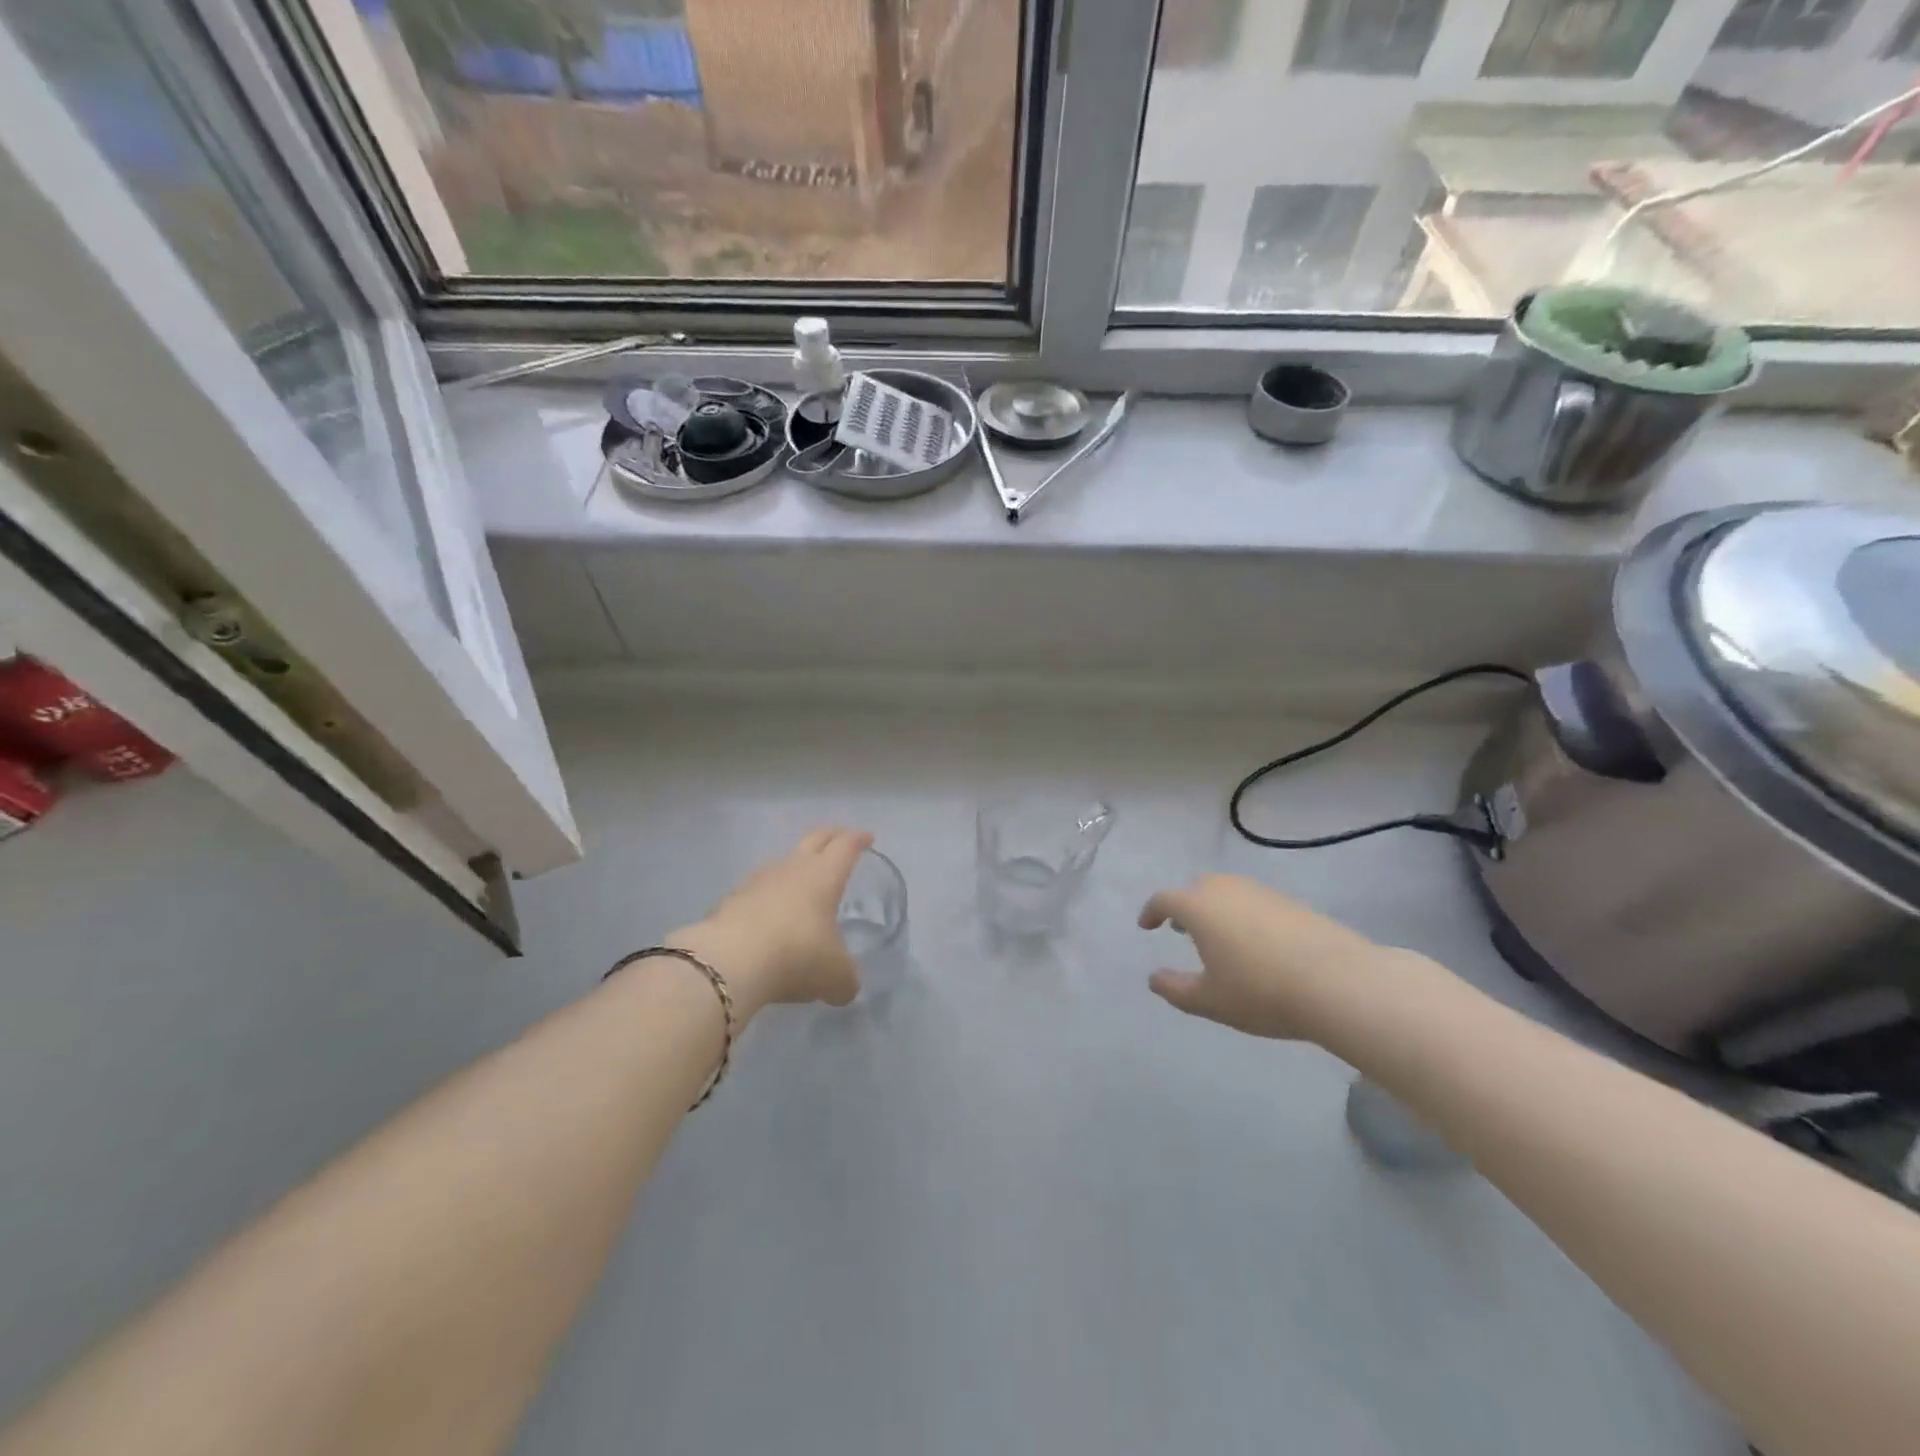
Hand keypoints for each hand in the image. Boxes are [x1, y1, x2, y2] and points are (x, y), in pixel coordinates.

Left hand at [671, 828, 872, 1018]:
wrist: (730, 961)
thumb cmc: (797, 956)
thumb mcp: (836, 977)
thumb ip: (846, 979)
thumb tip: (845, 986)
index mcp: (824, 876)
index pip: (845, 846)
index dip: (858, 840)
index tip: (867, 837)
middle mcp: (792, 869)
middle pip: (814, 840)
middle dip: (830, 836)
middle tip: (840, 838)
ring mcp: (757, 881)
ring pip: (782, 862)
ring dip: (795, 865)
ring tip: (801, 879)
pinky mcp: (730, 900)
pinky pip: (756, 890)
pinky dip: (767, 896)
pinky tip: (767, 914)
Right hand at [1139, 874, 1406, 1041]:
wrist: (1338, 982)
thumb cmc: (1260, 991)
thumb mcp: (1209, 1000)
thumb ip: (1175, 989)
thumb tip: (1154, 978)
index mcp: (1199, 907)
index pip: (1164, 899)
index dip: (1151, 912)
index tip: (1146, 926)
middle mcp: (1227, 889)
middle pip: (1197, 887)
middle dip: (1185, 905)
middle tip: (1182, 929)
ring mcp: (1263, 892)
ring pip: (1229, 891)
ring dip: (1216, 908)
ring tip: (1219, 937)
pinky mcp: (1293, 903)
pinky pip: (1256, 901)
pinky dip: (1245, 915)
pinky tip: (1257, 944)